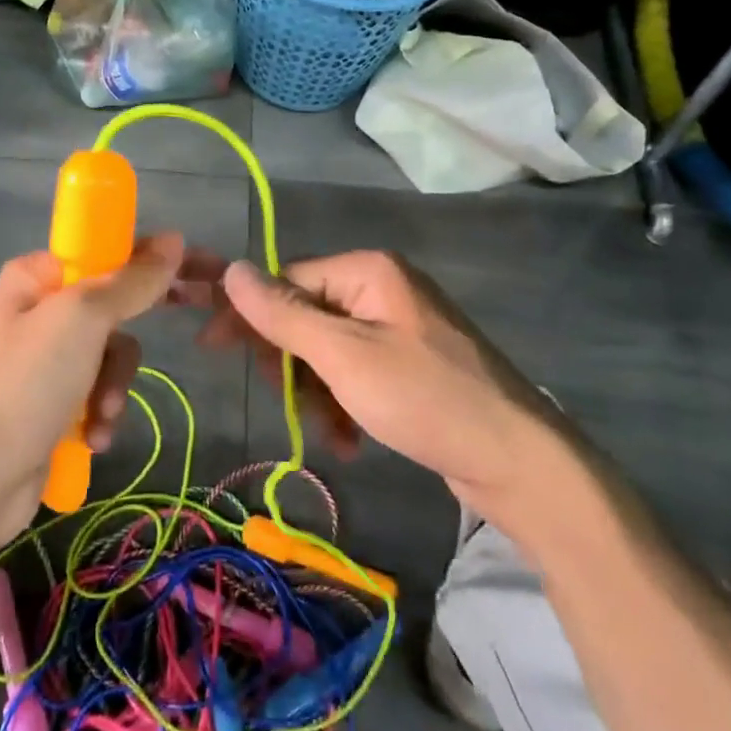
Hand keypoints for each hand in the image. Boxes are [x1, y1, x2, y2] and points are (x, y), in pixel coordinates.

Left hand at [0, 234, 184, 538]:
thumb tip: (175, 239)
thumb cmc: (26, 383)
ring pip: (110, 356)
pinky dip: (99, 413)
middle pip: (113, 308)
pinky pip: (96, 393)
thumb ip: (132, 280)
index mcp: (37, 276)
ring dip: (113, 387)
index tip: (194, 278)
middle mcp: (39, 311)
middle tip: (160, 346)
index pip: (106, 252)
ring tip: (100, 414)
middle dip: (125, 345)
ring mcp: (43, 360)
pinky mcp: (49, 403)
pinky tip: (91, 437)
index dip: (150, 263)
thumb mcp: (83, 319)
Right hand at [175, 249, 564, 511]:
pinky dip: (345, 405)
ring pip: (327, 352)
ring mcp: (400, 328)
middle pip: (305, 316)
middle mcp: (383, 289)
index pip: (286, 280)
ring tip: (332, 434)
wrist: (519, 462)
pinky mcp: (411, 364)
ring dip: (317, 394)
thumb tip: (230, 268)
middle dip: (291, 364)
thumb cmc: (425, 398)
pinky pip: (356, 373)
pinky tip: (350, 442)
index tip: (211, 347)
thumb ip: (283, 313)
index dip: (248, 315)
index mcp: (368, 271)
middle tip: (292, 404)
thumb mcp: (343, 356)